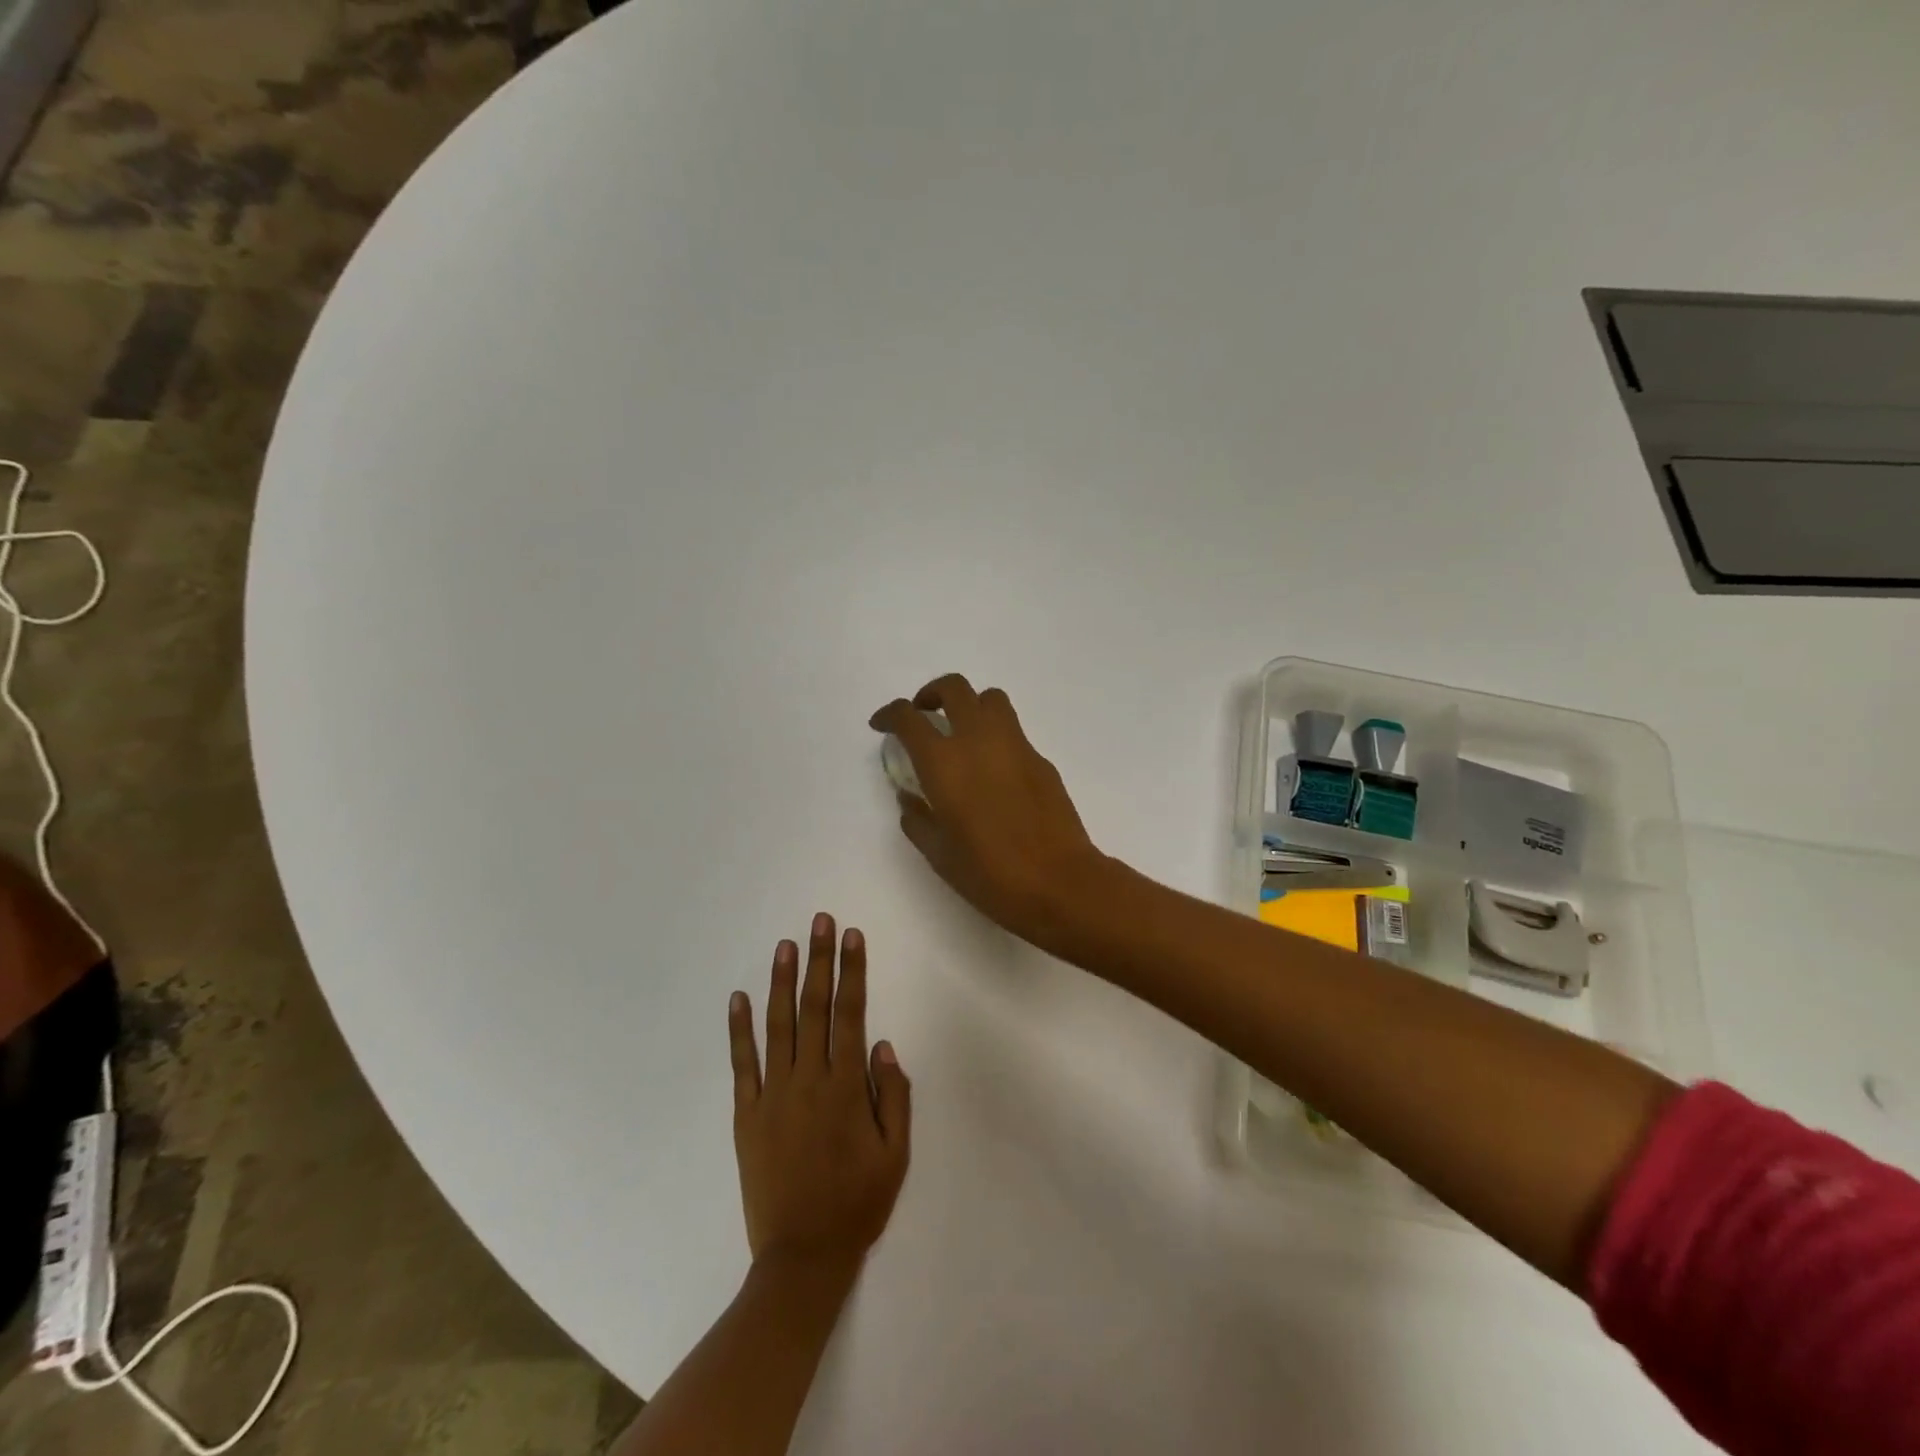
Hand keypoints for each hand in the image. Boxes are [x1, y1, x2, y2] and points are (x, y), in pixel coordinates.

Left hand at [729, 914, 910, 1277]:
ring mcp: (773, 1095)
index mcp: (846, 1087)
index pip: (851, 1013)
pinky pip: (742, 1064)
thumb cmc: (857, 1203)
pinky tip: (738, 998)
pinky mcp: (747, 1114)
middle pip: (814, 1008)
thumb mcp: (896, 1154)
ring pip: (777, 1026)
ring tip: (785, 945)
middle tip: (819, 921)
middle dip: (819, 960)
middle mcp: (808, 1080)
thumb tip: (883, 1045)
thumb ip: (894, 1096)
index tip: (851, 936)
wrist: (802, 1256)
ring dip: (781, 982)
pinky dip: (739, 1029)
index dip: (852, 971)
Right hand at [869, 674, 1111, 948]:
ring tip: (961, 735)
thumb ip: (917, 818)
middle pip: (954, 688)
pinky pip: (1013, 731)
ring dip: (969, 705)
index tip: (882, 725)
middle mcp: (978, 740)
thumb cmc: (990, 874)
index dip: (889, 715)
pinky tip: (993, 771)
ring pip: (990, 699)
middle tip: (924, 716)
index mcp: (943, 762)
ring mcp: (1015, 745)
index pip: (908, 718)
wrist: (1059, 882)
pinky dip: (995, 736)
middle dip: (931, 694)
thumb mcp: (939, 854)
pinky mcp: (1040, 759)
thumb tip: (909, 797)